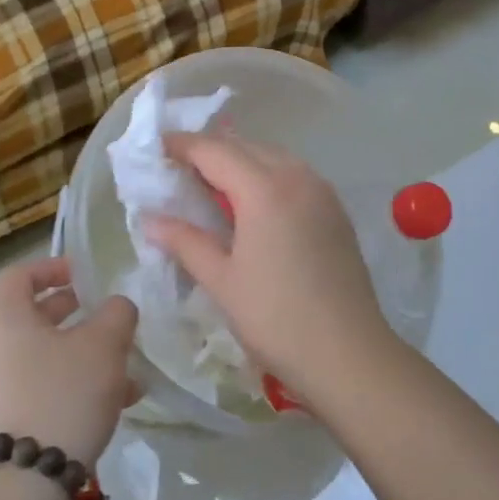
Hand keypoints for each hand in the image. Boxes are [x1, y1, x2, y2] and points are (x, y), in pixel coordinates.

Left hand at [0, 257, 138, 467]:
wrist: (33, 479)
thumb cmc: (66, 391)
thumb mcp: (106, 342)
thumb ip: (117, 312)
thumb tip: (117, 308)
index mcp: (6, 318)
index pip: (19, 275)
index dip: (52, 267)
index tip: (84, 275)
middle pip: (32, 314)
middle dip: (74, 311)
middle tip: (105, 314)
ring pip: (44, 353)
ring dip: (83, 350)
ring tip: (126, 363)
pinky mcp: (11, 417)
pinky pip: (44, 384)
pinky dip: (76, 381)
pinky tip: (121, 399)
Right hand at [143, 134, 394, 402]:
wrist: (349, 354)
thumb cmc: (276, 318)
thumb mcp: (222, 281)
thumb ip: (185, 242)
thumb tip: (150, 220)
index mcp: (265, 189)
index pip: (215, 151)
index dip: (183, 145)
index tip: (157, 147)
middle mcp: (297, 177)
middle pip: (247, 148)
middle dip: (211, 150)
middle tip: (179, 167)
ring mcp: (322, 192)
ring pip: (274, 158)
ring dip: (241, 160)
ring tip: (212, 183)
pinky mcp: (336, 210)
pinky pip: (294, 175)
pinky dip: (267, 175)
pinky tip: (253, 202)